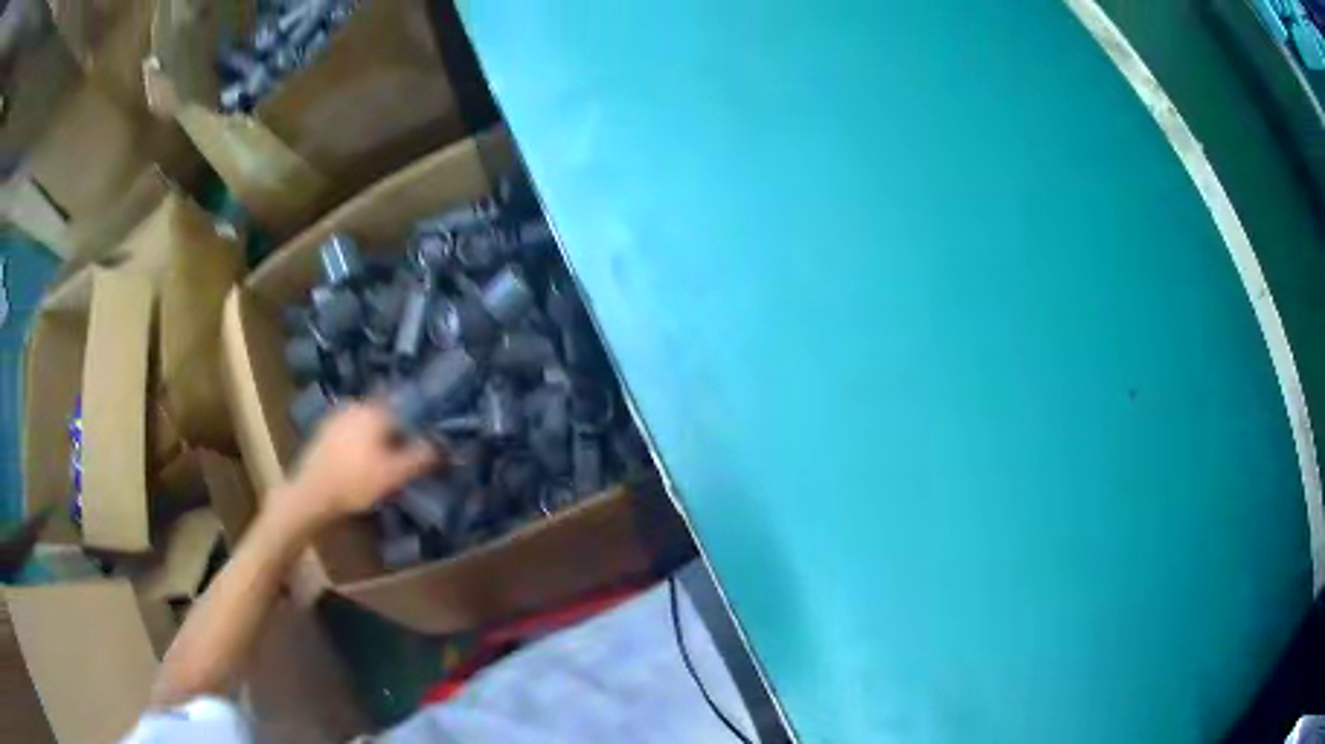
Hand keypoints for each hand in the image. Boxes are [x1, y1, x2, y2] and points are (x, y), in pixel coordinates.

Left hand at [275, 400, 441, 527]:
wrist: (310, 493)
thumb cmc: (355, 482)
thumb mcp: (394, 475)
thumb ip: (421, 457)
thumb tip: (445, 445)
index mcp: (375, 410)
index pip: (407, 406)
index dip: (420, 422)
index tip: (428, 437)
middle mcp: (356, 404)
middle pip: (386, 413)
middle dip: (397, 429)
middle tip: (407, 451)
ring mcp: (337, 416)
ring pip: (367, 422)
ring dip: (378, 436)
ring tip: (386, 459)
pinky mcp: (323, 431)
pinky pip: (351, 430)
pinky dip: (360, 441)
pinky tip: (361, 461)